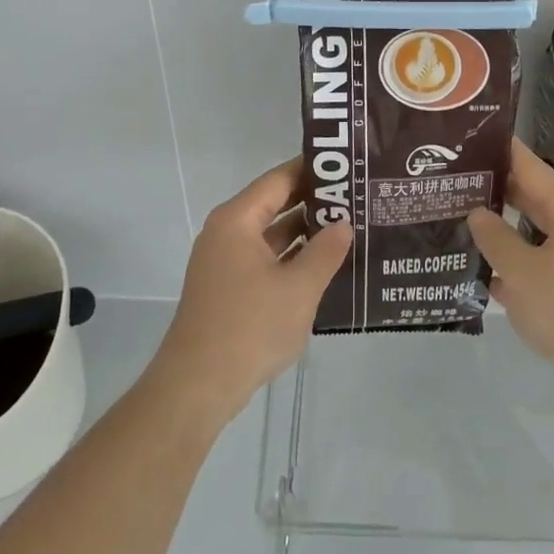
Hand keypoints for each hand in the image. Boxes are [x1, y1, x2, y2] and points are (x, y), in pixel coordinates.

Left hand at [149, 159, 350, 428]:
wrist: (197, 386)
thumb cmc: (250, 327)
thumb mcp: (299, 288)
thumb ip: (325, 251)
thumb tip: (344, 225)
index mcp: (237, 220)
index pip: (279, 179)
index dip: (312, 170)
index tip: (347, 167)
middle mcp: (226, 233)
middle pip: (274, 204)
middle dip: (313, 202)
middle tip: (356, 198)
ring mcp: (224, 262)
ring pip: (270, 235)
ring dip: (304, 232)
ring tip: (348, 228)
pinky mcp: (227, 289)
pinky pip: (264, 259)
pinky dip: (291, 258)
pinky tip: (323, 266)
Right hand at [469, 139, 553, 400]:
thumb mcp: (522, 272)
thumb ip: (496, 238)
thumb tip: (478, 214)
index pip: (529, 166)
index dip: (499, 151)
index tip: (468, 140)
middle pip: (532, 198)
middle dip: (495, 192)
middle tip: (455, 183)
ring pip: (535, 235)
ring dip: (503, 232)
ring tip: (462, 224)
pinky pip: (542, 266)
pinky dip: (517, 266)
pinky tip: (484, 274)